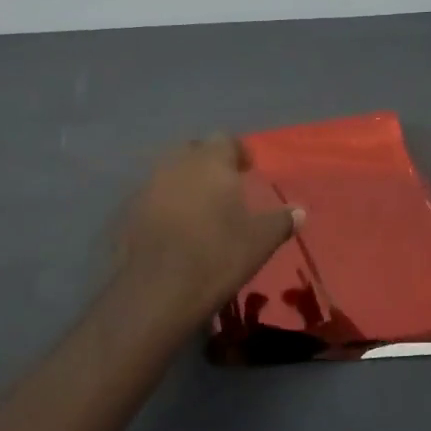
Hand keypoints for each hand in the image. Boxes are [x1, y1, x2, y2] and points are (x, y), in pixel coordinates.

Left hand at [117, 137, 299, 321]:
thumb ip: (281, 221)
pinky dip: (165, 203)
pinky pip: (153, 196)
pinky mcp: (130, 210)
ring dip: (185, 182)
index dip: (238, 152)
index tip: (247, 170)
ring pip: (170, 171)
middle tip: (224, 185)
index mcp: (210, 162)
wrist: (159, 290)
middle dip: (208, 163)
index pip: (225, 140)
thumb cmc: (217, 256)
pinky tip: (175, 226)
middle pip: (194, 150)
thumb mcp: (260, 241)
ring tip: (199, 207)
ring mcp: (148, 185)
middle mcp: (176, 164)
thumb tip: (300, 211)